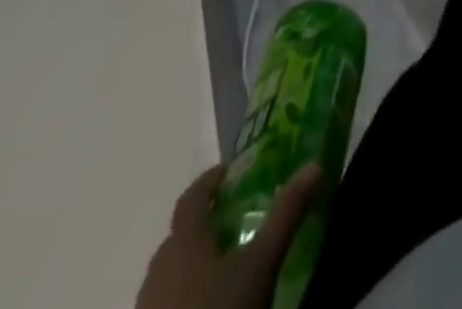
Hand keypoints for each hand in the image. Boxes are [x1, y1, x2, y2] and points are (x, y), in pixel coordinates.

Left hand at [136, 163, 320, 308]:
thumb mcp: (262, 264)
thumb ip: (286, 214)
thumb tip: (314, 166)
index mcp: (184, 242)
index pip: (191, 197)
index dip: (210, 180)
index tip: (231, 172)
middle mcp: (158, 268)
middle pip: (179, 234)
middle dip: (205, 223)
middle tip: (235, 222)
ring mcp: (147, 305)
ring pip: (169, 271)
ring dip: (192, 261)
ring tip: (223, 267)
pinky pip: (164, 301)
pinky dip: (183, 293)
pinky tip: (207, 304)